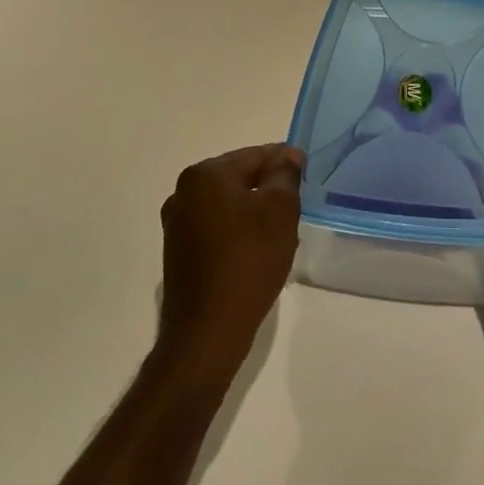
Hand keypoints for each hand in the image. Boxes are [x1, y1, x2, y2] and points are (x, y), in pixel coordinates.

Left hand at [157, 145, 302, 379]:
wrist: (208, 330)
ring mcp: (177, 223)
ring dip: (253, 212)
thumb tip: (288, 154)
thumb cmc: (249, 261)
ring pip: (228, 204)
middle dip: (268, 190)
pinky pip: (216, 227)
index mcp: (205, 174)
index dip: (285, 164)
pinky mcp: (178, 250)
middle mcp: (184, 191)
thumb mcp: (280, 211)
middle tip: (295, 211)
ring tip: (279, 236)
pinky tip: (256, 254)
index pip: (255, 155)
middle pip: (239, 177)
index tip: (306, 180)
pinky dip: (237, 232)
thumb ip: (285, 174)